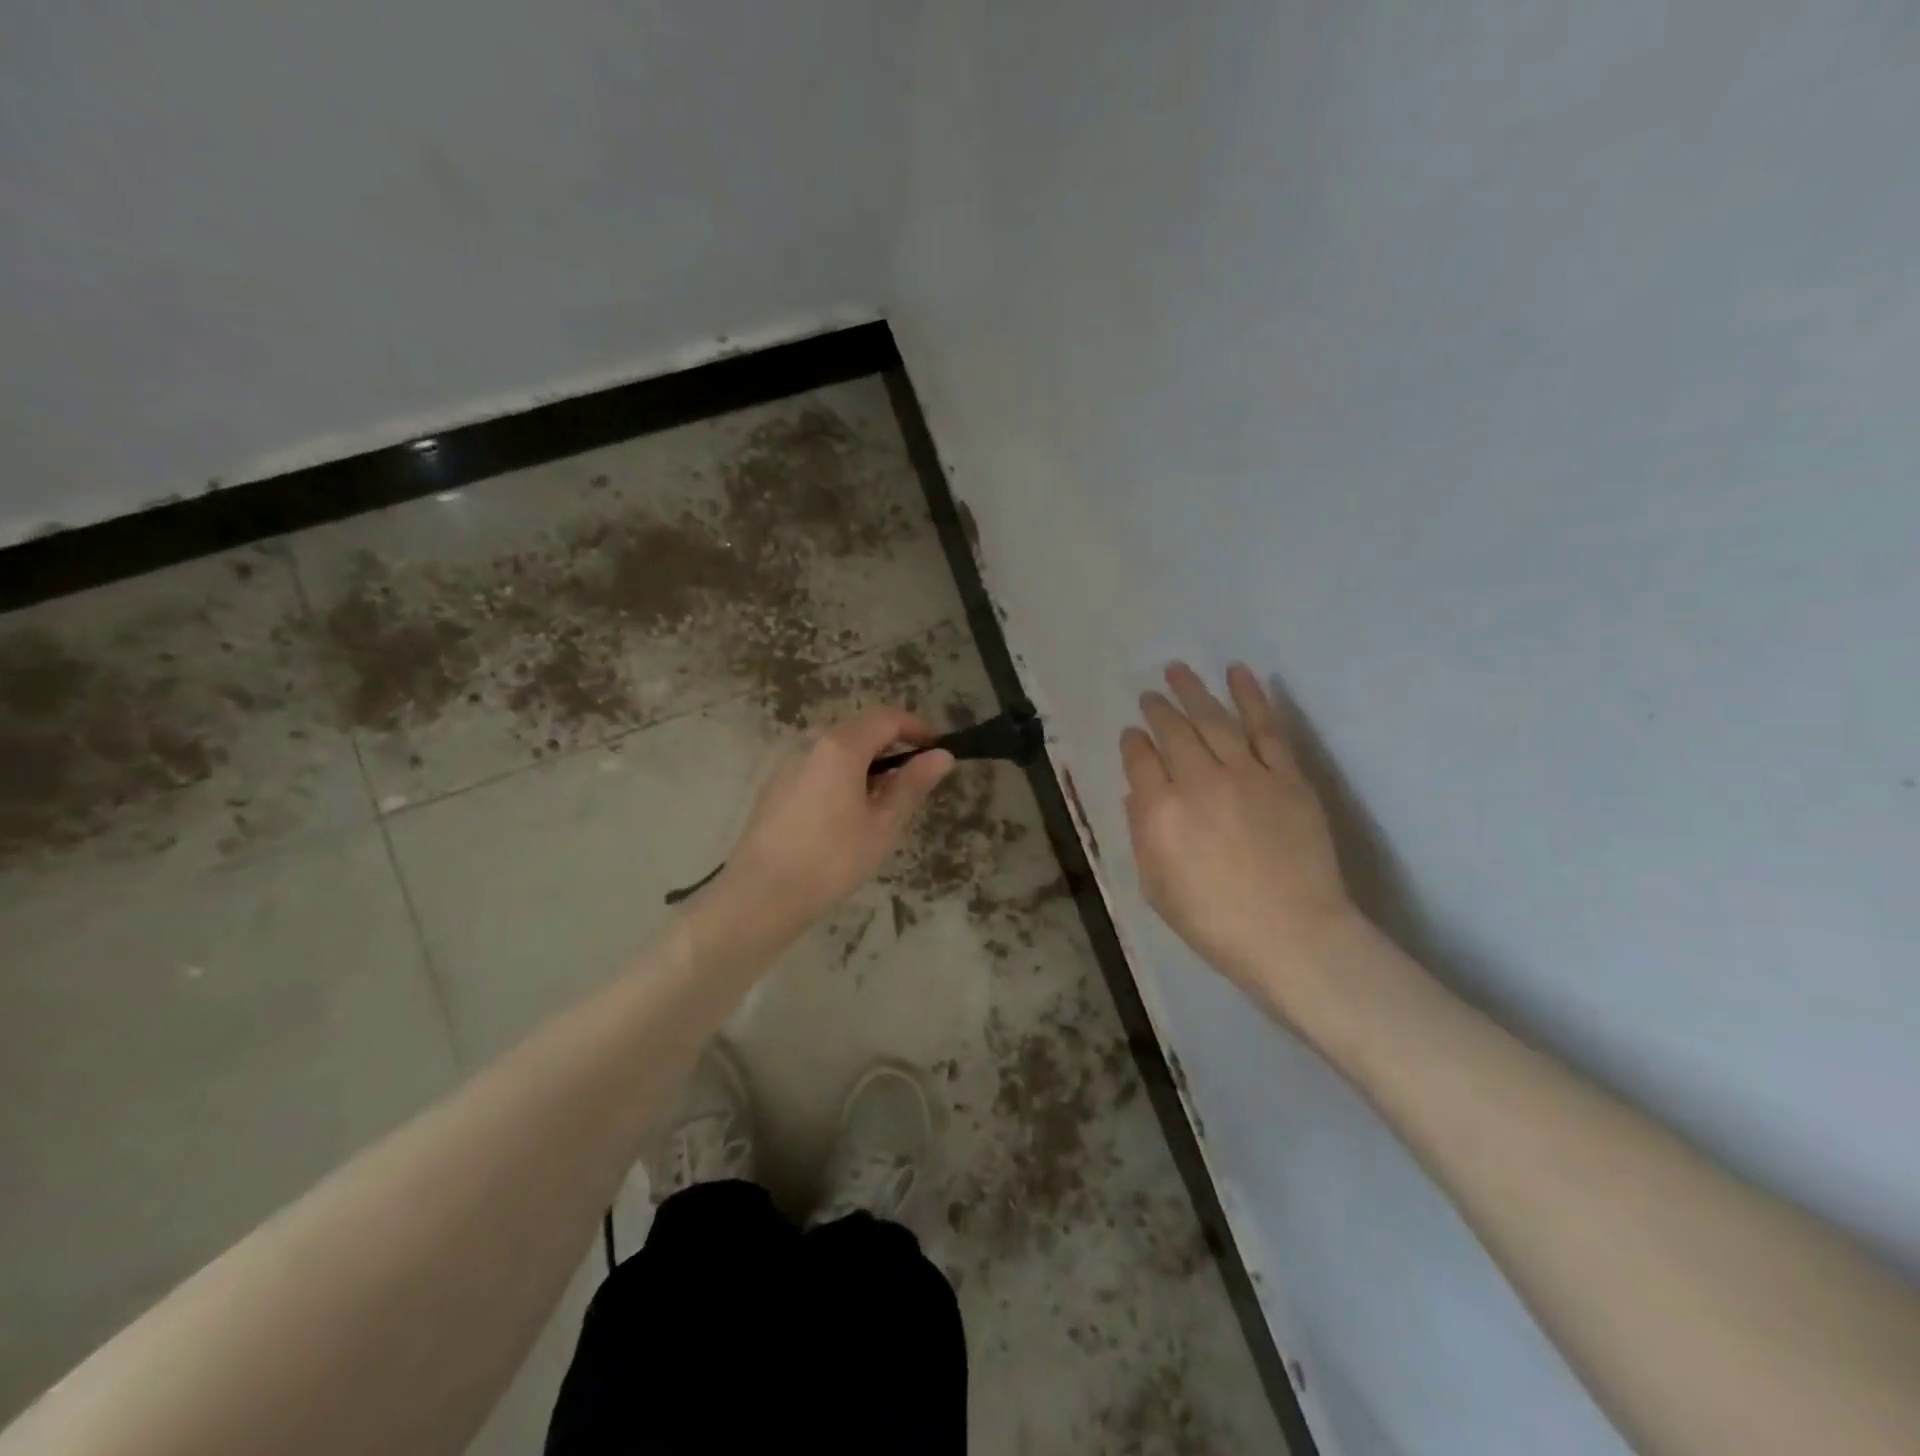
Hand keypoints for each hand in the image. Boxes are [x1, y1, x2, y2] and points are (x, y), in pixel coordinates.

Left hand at [719, 707, 953, 928]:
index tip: (936, 747)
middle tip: (913, 776)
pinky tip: (846, 809)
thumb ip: (912, 784)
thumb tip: (942, 755)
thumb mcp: (883, 825)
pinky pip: (816, 763)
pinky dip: (840, 772)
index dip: (915, 727)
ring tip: (882, 797)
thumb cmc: (832, 860)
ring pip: (835, 746)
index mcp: (840, 747)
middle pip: (859, 727)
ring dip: (865, 759)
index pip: (886, 718)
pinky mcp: (774, 784)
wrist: (761, 895)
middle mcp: (810, 743)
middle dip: (890, 743)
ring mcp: (787, 762)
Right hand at [1121, 662, 1355, 1013]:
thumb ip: (1142, 835)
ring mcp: (1246, 775)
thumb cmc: (1215, 922)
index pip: (1140, 761)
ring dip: (1193, 691)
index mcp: (1160, 813)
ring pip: (1214, 720)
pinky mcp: (1286, 776)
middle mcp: (1198, 783)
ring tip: (1178, 669)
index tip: (1132, 734)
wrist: (1293, 936)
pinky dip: (1252, 697)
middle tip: (1150, 694)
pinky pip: (1266, 728)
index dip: (1133, 743)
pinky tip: (1238, 674)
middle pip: (1173, 732)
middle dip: (1158, 709)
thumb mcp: (1157, 888)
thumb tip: (1137, 795)